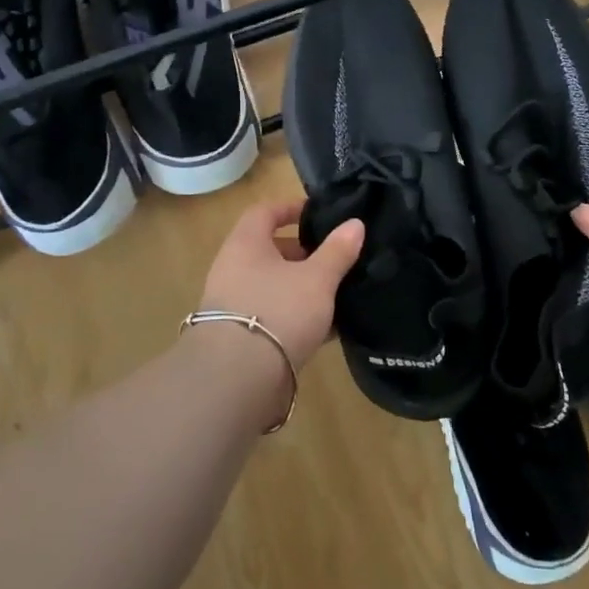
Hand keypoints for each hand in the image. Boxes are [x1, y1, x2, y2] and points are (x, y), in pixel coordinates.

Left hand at [198, 200, 363, 370]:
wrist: (238, 380)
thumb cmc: (278, 311)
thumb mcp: (317, 279)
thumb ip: (337, 251)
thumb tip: (355, 224)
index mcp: (246, 245)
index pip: (264, 212)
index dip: (290, 208)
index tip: (318, 214)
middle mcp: (233, 270)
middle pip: (269, 251)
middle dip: (303, 253)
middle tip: (335, 258)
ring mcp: (234, 306)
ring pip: (274, 286)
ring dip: (302, 288)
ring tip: (337, 293)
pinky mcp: (241, 339)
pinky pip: (274, 317)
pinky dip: (298, 318)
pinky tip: (328, 330)